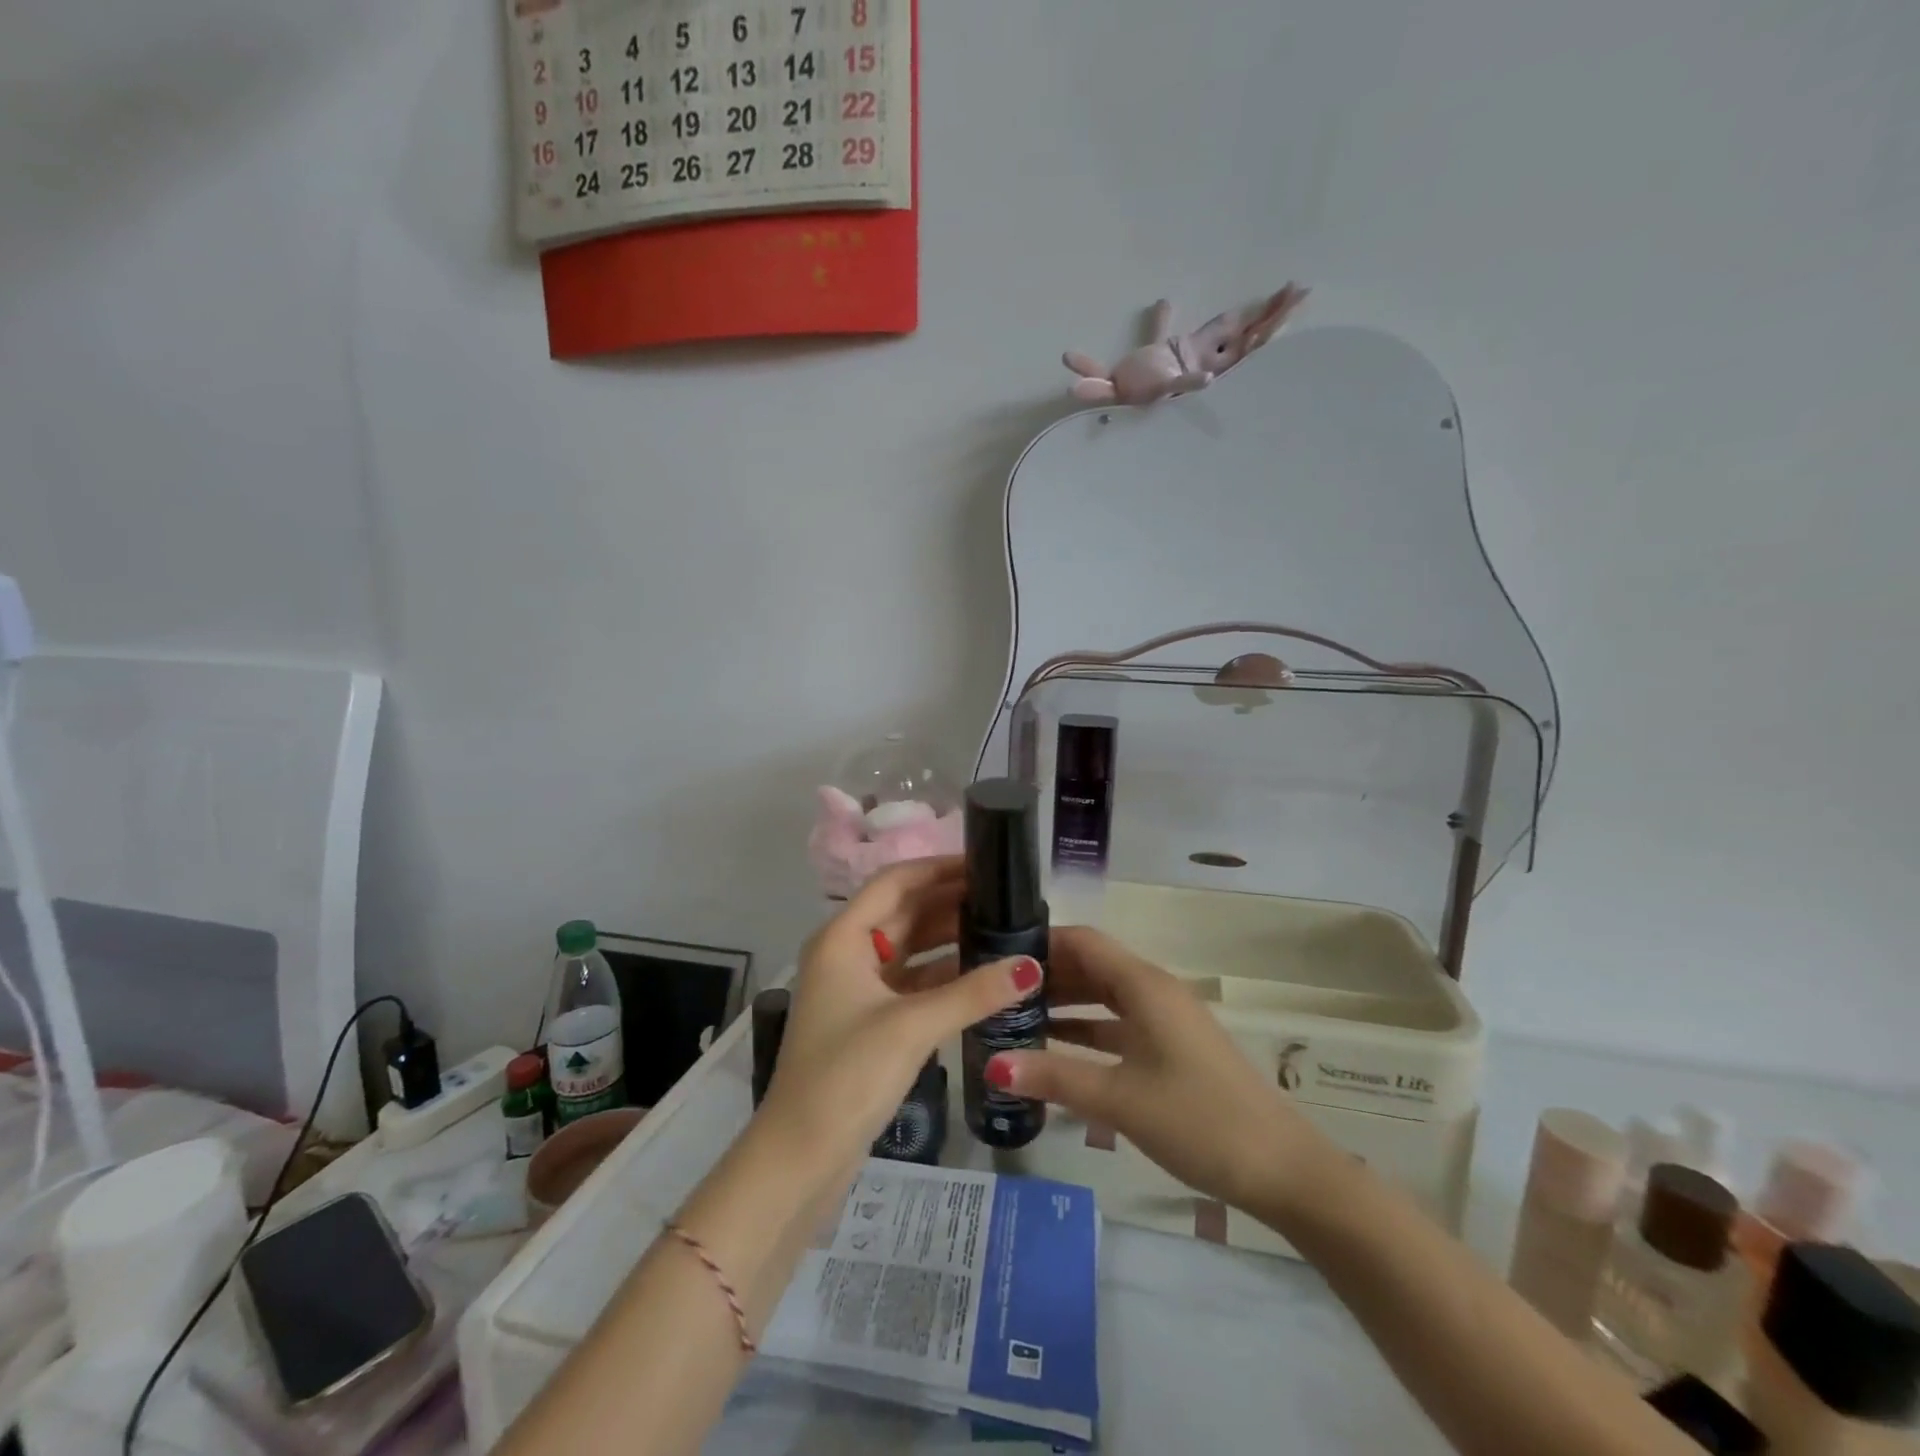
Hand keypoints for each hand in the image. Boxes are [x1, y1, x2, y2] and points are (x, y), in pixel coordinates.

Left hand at [760, 857, 1041, 1174]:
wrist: (801, 1157)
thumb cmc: (847, 1076)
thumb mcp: (912, 1027)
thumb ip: (974, 992)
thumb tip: (1032, 965)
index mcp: (842, 938)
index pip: (895, 882)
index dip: (938, 868)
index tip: (985, 865)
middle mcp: (846, 953)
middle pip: (903, 911)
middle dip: (949, 901)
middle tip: (1004, 897)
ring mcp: (856, 988)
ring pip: (909, 947)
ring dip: (948, 937)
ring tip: (1000, 927)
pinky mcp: (869, 1020)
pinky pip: (911, 981)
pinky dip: (943, 974)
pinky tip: (981, 975)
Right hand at [985, 925, 1315, 1211]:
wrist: (1281, 1169)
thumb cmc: (1198, 1120)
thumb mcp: (1119, 1099)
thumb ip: (1054, 1077)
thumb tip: (991, 1063)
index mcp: (1143, 985)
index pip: (1082, 940)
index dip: (1040, 941)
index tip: (994, 954)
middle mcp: (1153, 990)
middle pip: (1090, 966)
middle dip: (1045, 975)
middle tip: (994, 992)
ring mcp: (1165, 1020)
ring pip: (1103, 996)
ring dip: (1063, 1004)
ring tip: (1013, 1019)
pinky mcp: (1171, 1048)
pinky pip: (1118, 1025)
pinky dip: (1086, 1031)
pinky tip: (1055, 1052)